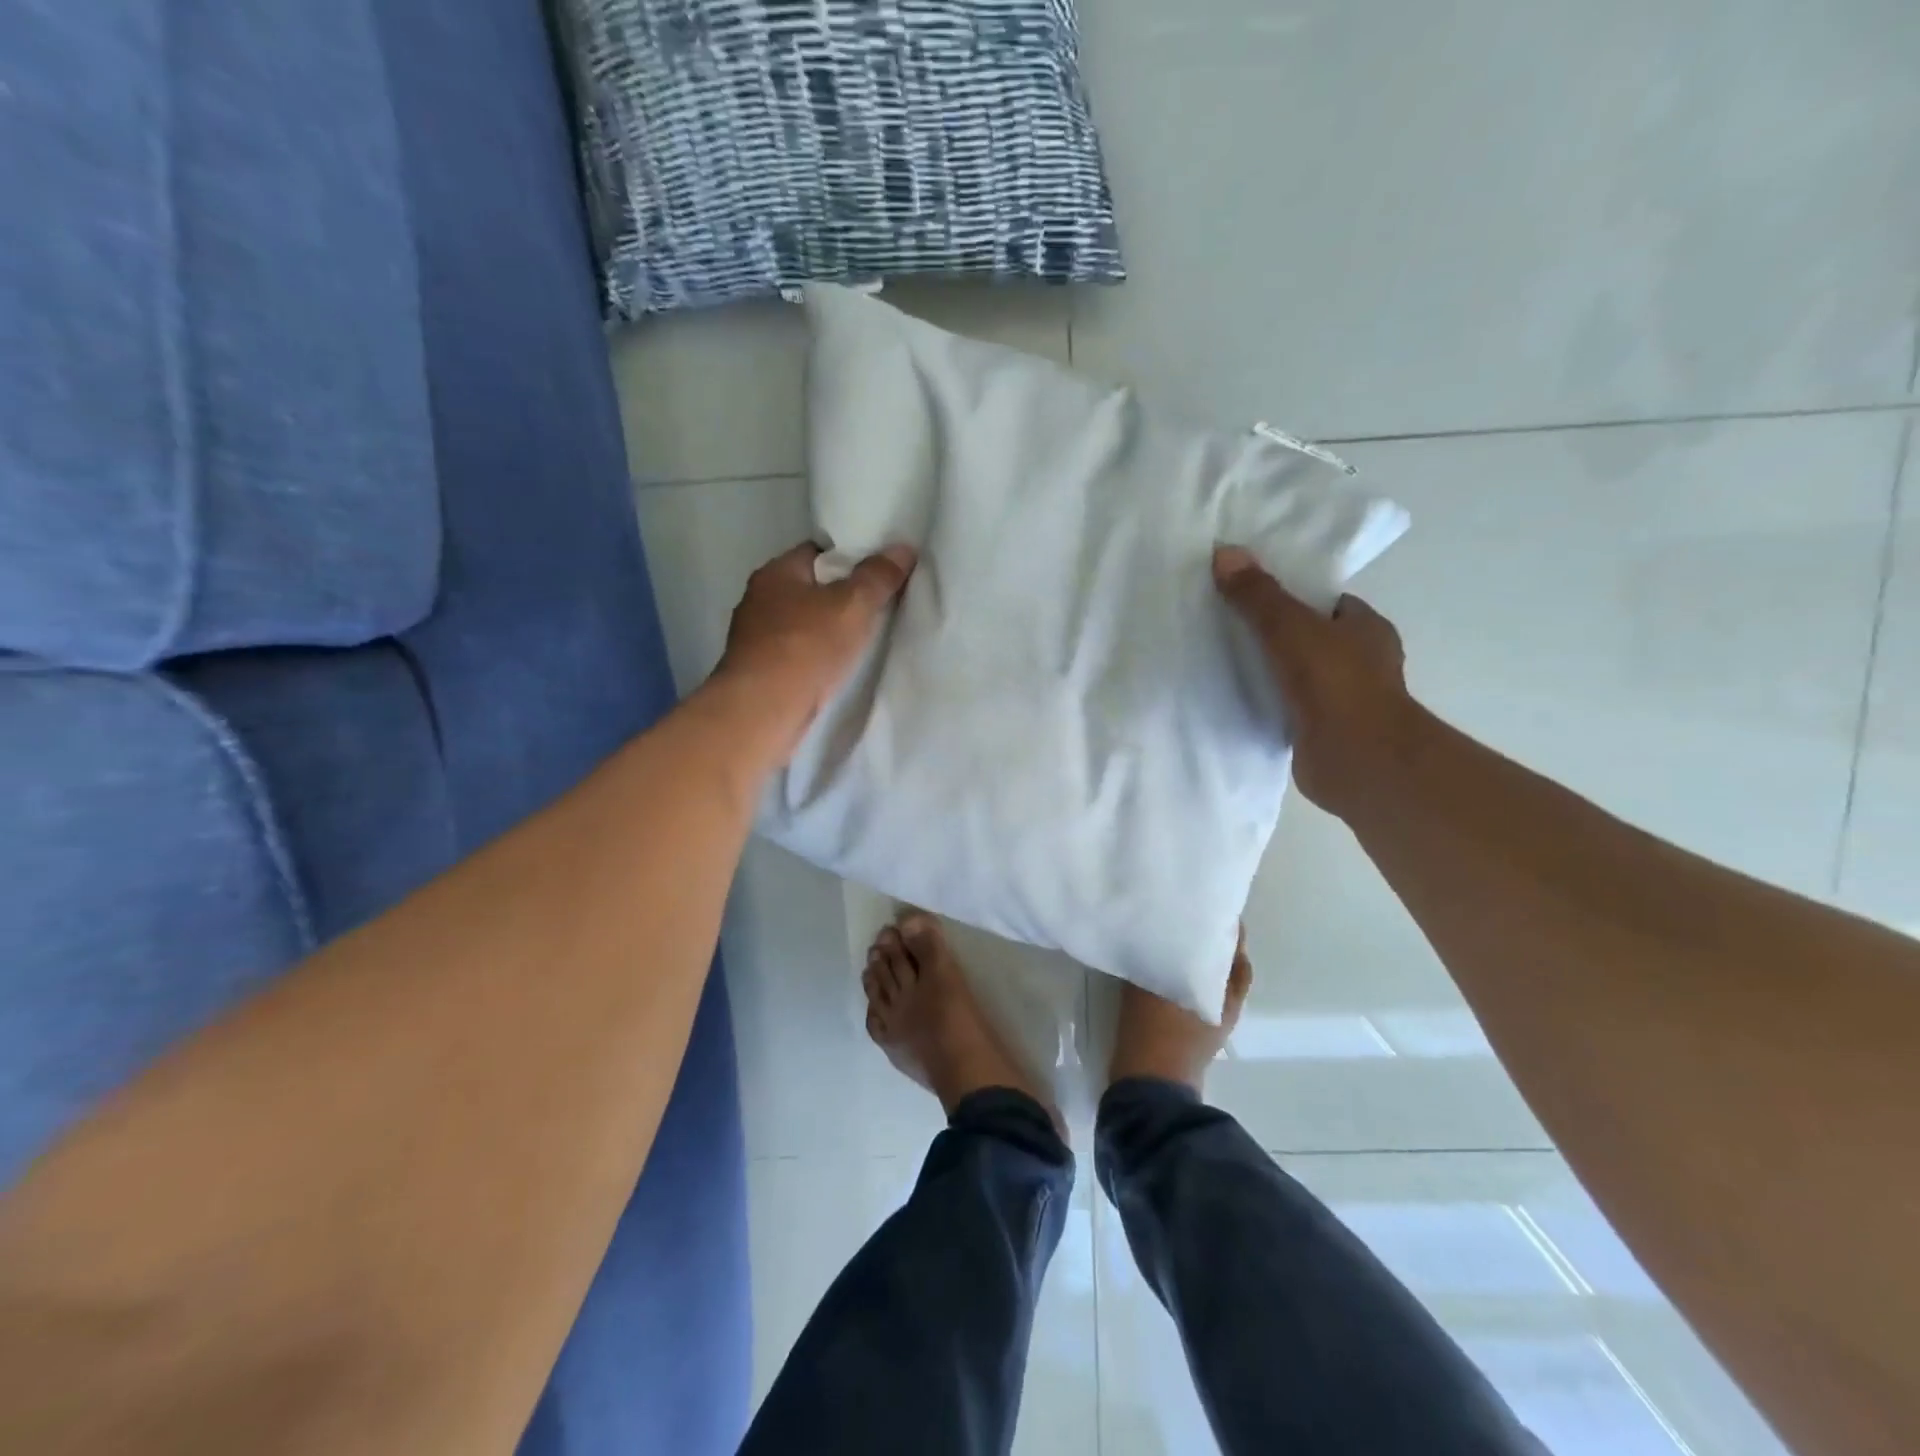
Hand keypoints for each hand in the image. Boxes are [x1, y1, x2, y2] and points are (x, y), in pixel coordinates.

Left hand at [711, 541, 916, 762]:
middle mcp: (759, 599)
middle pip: (809, 587)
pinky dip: (815, 655)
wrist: (763, 710)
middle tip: (878, 605)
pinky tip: (836, 667)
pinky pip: (796, 652)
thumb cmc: (807, 647)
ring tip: (862, 638)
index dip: (849, 557)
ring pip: (801, 622)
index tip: (878, 572)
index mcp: (776, 573)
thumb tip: (903, 548)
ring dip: (826, 628)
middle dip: (840, 595)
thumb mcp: (853, 606)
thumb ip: (878, 576)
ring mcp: (754, 637)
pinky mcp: (758, 670)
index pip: (816, 552)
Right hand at [1212, 545, 1412, 815]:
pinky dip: (1265, 703)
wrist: (1358, 760)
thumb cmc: (1336, 684)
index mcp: (1367, 629)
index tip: (1251, 596)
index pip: (1327, 603)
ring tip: (1220, 661)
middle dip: (1274, 635)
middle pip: (1310, 638)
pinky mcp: (1321, 732)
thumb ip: (1258, 595)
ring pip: (1298, 674)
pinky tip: (1233, 699)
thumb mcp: (1291, 628)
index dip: (1292, 596)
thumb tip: (1224, 551)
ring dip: (1268, 671)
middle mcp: (1360, 662)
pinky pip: (1287, 707)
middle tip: (1226, 626)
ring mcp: (1342, 700)